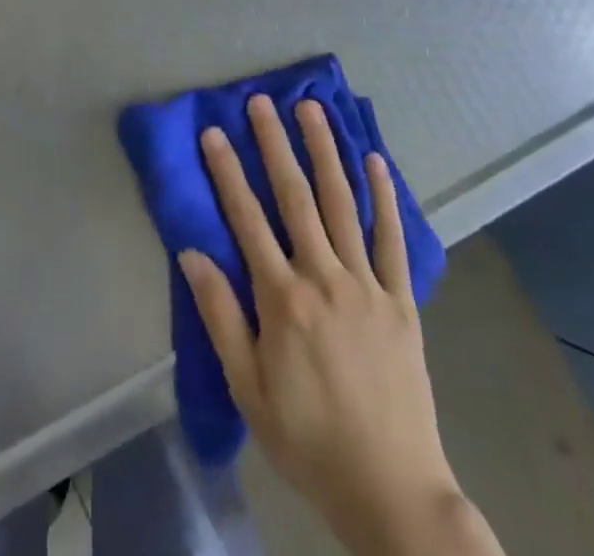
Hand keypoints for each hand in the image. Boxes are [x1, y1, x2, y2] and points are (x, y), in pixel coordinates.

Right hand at [179, 96, 475, 555]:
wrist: (391, 491)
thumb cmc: (308, 441)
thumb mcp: (249, 390)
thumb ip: (221, 317)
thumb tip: (191, 254)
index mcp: (283, 300)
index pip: (247, 220)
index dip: (227, 172)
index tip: (214, 132)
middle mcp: (324, 278)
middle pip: (295, 198)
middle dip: (275, 144)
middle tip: (261, 101)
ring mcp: (367, 285)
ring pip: (343, 203)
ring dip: (326, 152)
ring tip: (312, 110)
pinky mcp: (402, 300)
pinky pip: (392, 239)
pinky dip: (385, 197)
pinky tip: (376, 161)